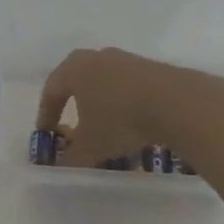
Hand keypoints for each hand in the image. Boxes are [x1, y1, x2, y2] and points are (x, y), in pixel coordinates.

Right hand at [35, 47, 221, 167]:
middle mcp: (95, 57)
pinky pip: (125, 85)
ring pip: (102, 82)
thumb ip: (71, 158)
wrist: (177, 103)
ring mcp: (124, 59)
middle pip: (75, 82)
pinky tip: (130, 121)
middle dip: (71, 105)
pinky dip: (121, 102)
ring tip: (103, 126)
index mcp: (73, 69)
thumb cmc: (121, 120)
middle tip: (71, 126)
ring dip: (98, 103)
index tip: (47, 135)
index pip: (50, 92)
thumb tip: (61, 166)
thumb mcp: (91, 147)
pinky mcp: (148, 66)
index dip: (46, 116)